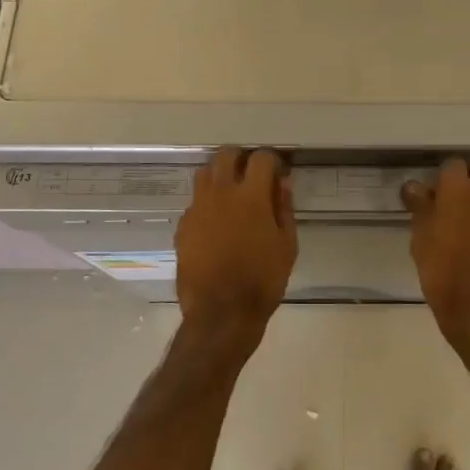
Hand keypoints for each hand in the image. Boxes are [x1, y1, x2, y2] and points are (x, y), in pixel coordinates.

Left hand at [175, 147, 296, 352]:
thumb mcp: (286, 245)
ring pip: (204, 173)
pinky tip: (216, 222)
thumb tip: (282, 182)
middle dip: (240, 158)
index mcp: (251, 195)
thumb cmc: (262, 280)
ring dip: (219, 175)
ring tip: (231, 193)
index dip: (272, 160)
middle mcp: (221, 193)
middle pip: (226, 155)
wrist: (220, 313)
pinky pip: (195, 201)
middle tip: (251, 175)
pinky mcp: (183, 225)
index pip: (261, 158)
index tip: (277, 172)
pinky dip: (207, 202)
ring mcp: (197, 208)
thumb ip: (284, 208)